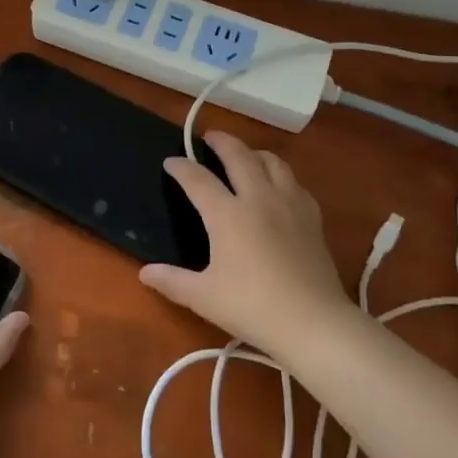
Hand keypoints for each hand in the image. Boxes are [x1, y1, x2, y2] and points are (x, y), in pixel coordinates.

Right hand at [142, 131, 352, 354]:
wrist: (312, 321)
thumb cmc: (251, 307)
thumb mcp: (203, 297)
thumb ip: (172, 281)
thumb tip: (145, 272)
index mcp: (227, 214)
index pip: (198, 179)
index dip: (181, 167)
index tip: (170, 162)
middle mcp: (258, 198)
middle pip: (239, 155)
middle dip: (221, 141)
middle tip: (209, 136)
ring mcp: (289, 204)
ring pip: (272, 161)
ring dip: (254, 152)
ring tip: (245, 155)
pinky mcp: (312, 217)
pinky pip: (294, 182)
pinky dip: (280, 175)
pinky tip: (278, 186)